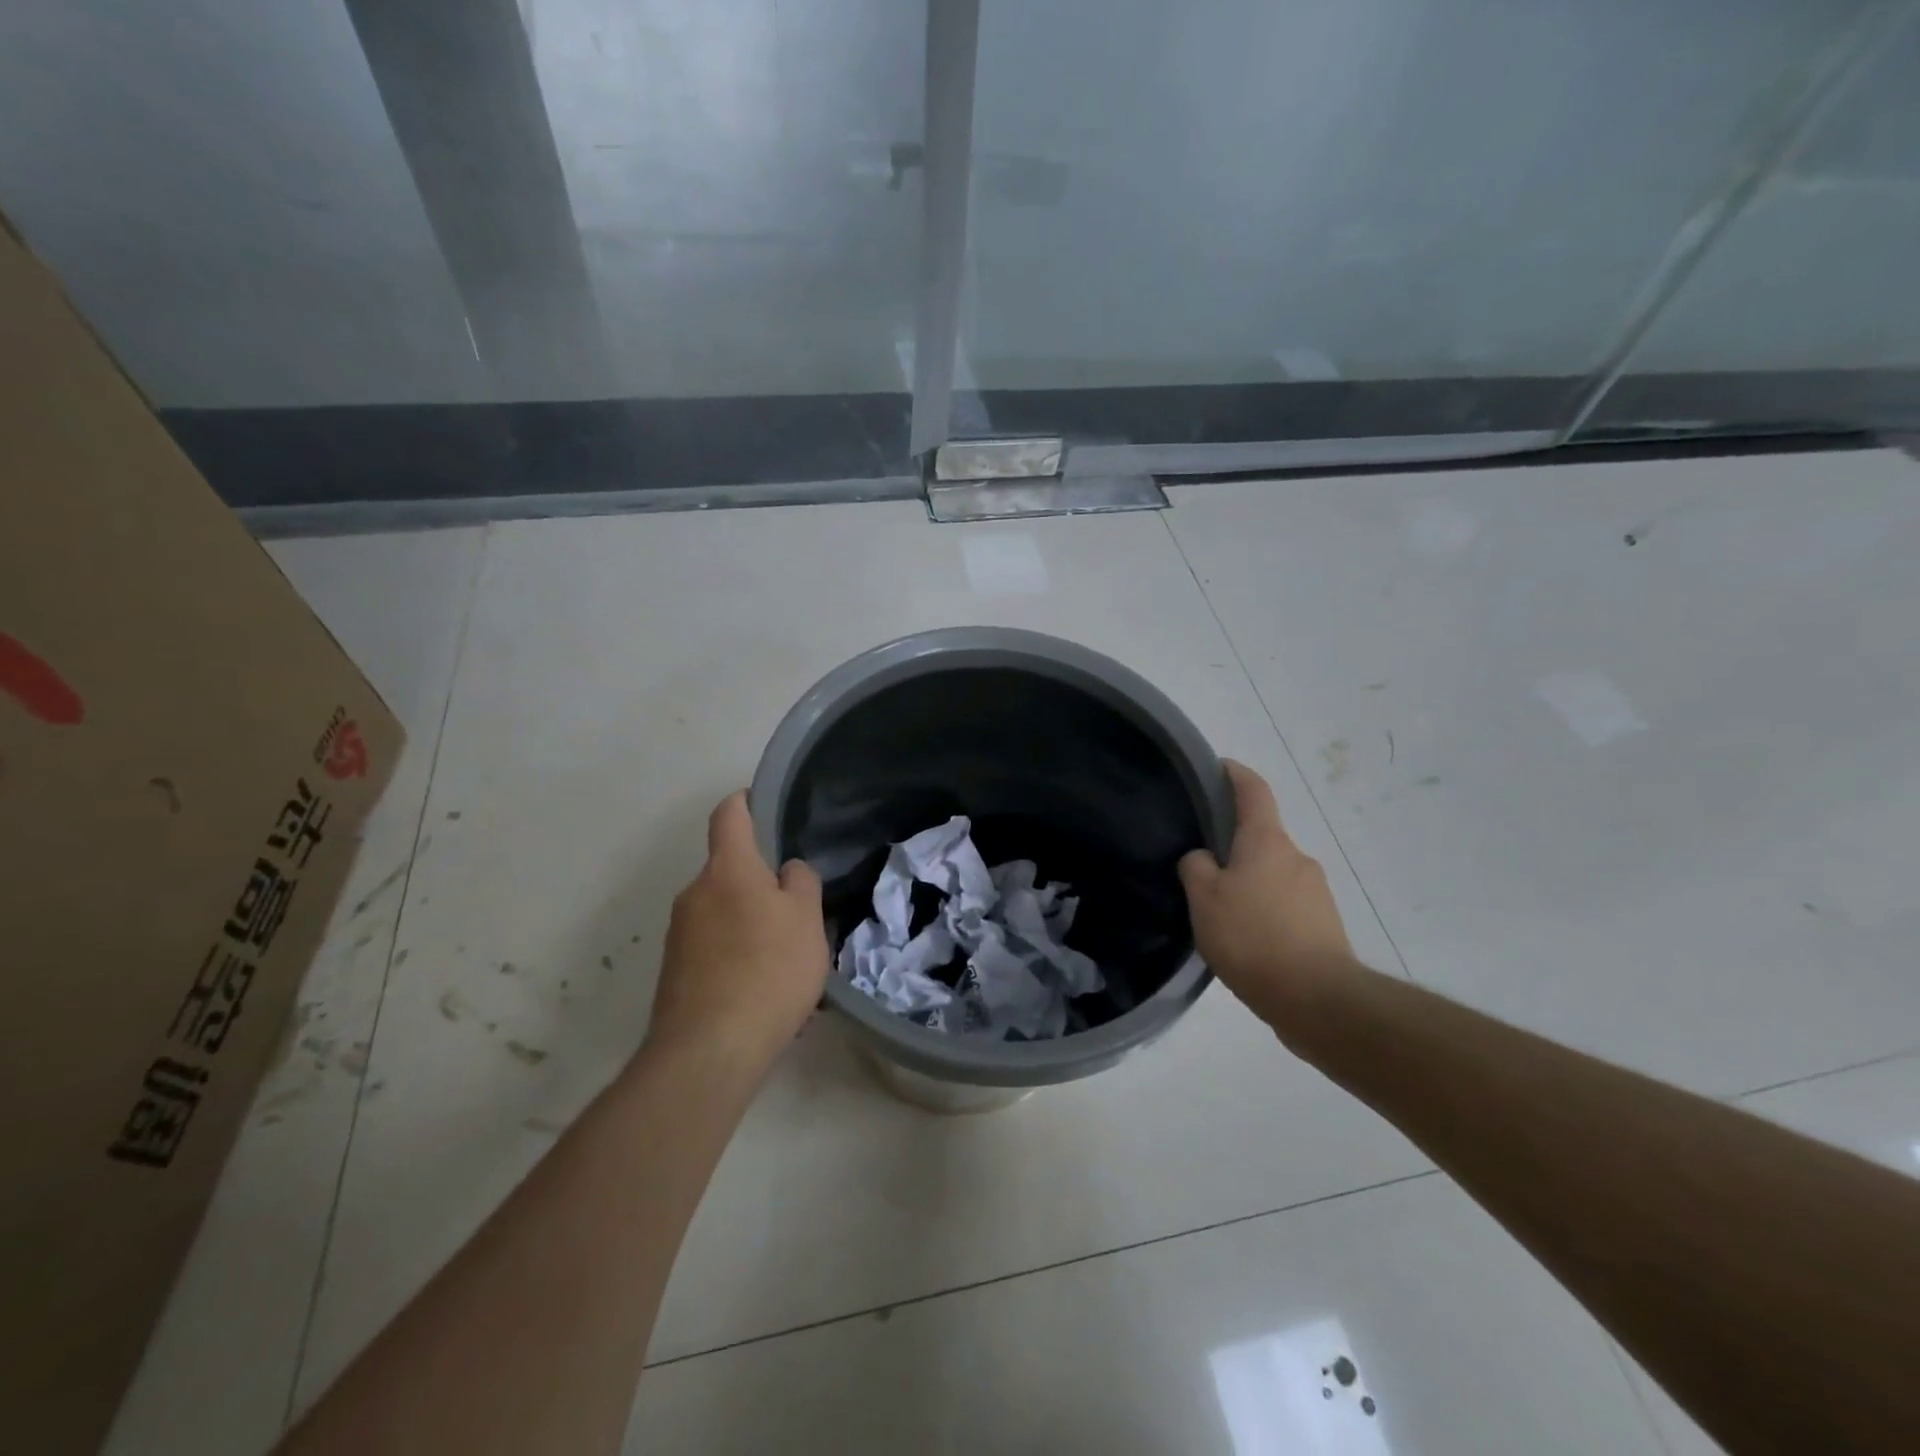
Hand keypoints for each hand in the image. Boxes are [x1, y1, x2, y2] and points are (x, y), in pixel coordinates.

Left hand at [647, 792, 828, 1076]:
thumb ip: (801, 882)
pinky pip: (713, 949)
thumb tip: (786, 871)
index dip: (747, 802)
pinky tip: (762, 993)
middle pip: (730, 871)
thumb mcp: (807, 919)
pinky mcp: (674, 972)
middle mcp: (694, 892)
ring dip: (751, 926)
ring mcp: (678, 934)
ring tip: (786, 964)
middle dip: (760, 884)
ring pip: (723, 914)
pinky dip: (738, 958)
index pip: (729, 814)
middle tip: (797, 913)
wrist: (708, 1051)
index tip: (767, 807)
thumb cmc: (768, 970)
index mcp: (727, 869)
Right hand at [1180, 760, 1356, 1036]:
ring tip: (1221, 914)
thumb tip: (1202, 858)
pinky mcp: (1324, 925)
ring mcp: (1315, 892)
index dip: (1235, 774)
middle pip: (1261, 838)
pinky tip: (1247, 941)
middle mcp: (1296, 857)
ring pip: (1273, 874)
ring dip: (1249, 883)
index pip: (1253, 791)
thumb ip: (1196, 867)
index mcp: (1266, 841)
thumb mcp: (1204, 899)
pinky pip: (1286, 906)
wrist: (1318, 999)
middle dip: (1234, 846)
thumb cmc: (1253, 937)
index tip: (1219, 767)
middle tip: (1201, 868)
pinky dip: (1265, 912)